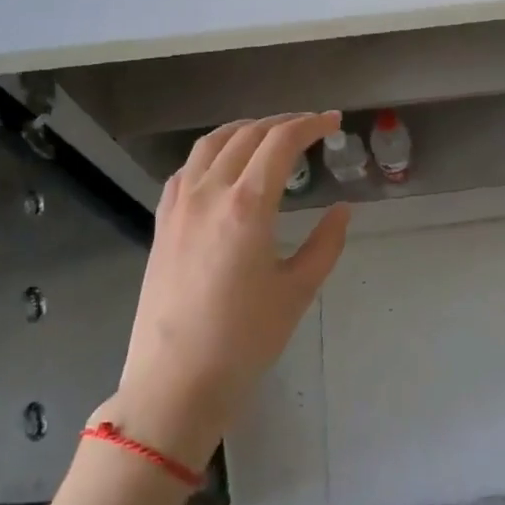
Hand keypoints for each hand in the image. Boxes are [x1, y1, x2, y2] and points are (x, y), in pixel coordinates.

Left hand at [108, 112, 349, 469]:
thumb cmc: (245, 339)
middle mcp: (209, 194)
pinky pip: (186, 170)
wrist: (175, 382)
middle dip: (283, 123)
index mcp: (247, 205)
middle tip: (311, 127)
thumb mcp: (298, 290)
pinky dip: (211, 154)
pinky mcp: (162, 224)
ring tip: (269, 135)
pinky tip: (224, 167)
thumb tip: (343, 210)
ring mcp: (179, 207)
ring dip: (244, 130)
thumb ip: (326, 243)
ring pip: (210, 145)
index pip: (281, 143)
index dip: (311, 125)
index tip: (335, 122)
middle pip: (246, 136)